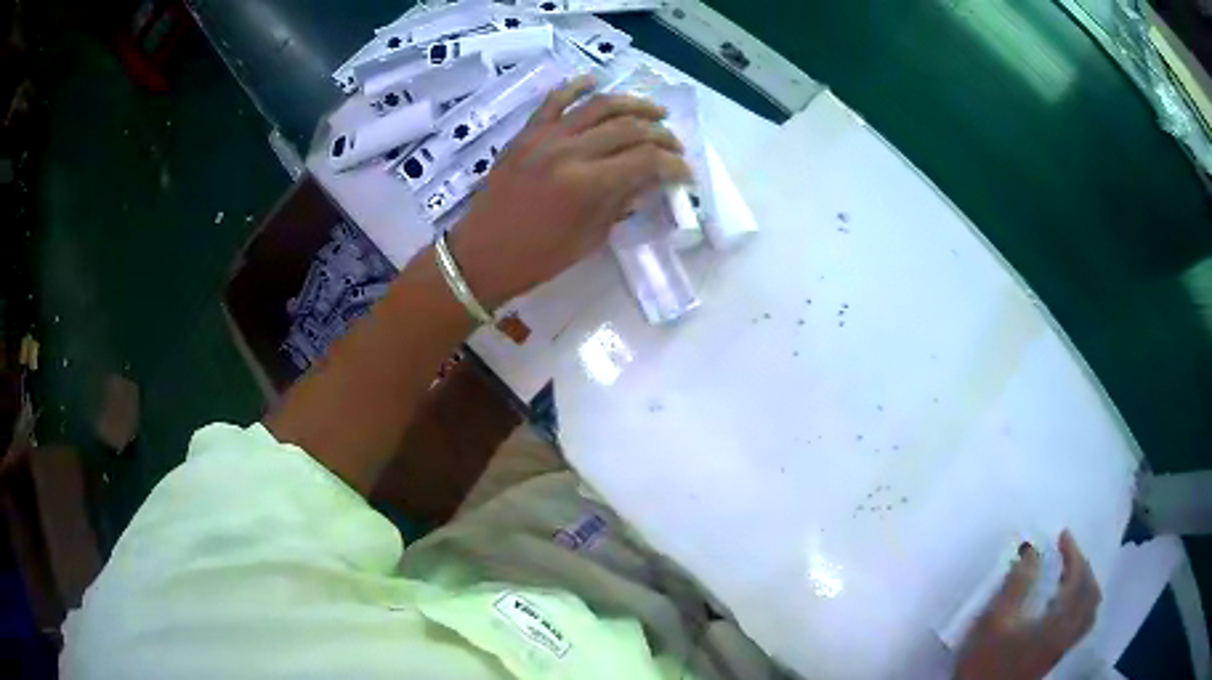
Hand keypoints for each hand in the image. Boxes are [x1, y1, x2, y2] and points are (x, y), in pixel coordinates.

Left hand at [448, 75, 690, 309]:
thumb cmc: (537, 258)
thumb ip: (621, 202)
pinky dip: (576, 87)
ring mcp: (545, 138)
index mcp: (587, 185)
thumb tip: (649, 180)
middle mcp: (570, 152)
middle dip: (661, 136)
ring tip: (655, 112)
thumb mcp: (590, 238)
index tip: (686, 174)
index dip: (674, 165)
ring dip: (634, 105)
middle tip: (675, 146)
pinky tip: (596, 81)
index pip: (647, 161)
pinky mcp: (527, 133)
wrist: (481, 255)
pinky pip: (554, 101)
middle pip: (630, 128)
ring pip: (600, 106)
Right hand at [956, 531, 1101, 679]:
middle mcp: (1068, 632)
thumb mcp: (994, 621)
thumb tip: (1032, 550)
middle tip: (1067, 553)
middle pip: (1091, 592)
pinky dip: (1082, 603)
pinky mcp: (1056, 656)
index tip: (1062, 536)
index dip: (1074, 553)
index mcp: (1058, 622)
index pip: (1079, 578)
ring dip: (1086, 585)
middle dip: (1083, 566)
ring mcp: (1064, 647)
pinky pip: (1083, 622)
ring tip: (1071, 575)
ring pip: (1090, 609)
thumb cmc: (985, 661)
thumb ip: (1016, 584)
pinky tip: (1066, 604)